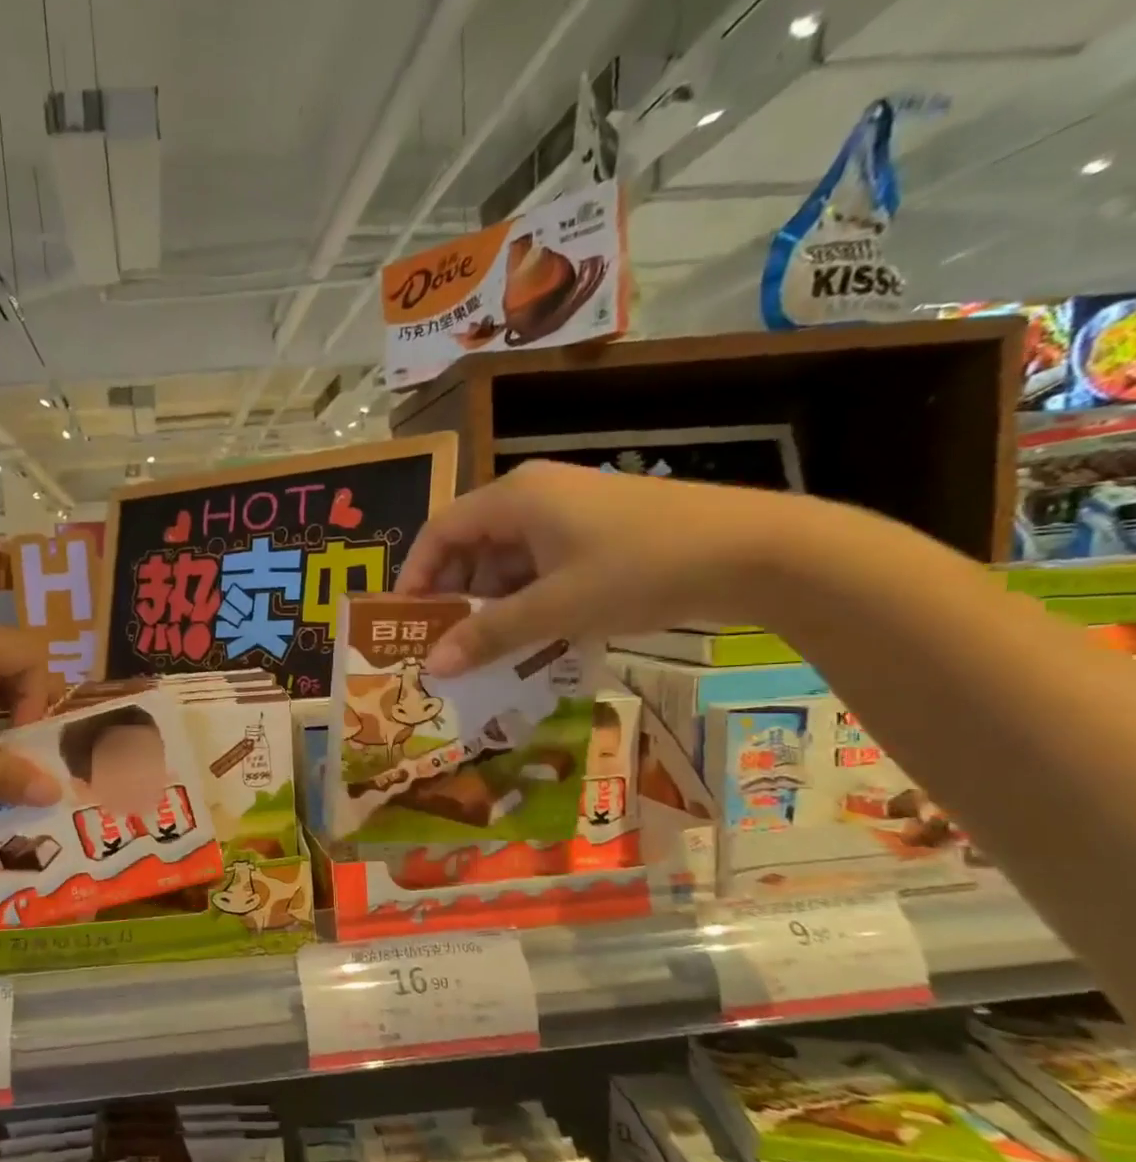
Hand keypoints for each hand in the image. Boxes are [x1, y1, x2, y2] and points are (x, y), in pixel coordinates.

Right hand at [397, 461, 810, 673]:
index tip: (406, 622)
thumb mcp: (554, 608)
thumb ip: (488, 635)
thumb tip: (432, 666)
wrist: (757, 551)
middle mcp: (534, 495)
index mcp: (514, 498)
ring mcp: (569, 511)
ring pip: (507, 559)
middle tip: (446, 644)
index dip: (416, 576)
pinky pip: (540, 565)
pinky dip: (528, 599)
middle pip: (470, 545)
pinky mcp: (597, 531)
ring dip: (492, 603)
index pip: (439, 530)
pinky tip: (534, 636)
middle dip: (455, 596)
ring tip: (489, 650)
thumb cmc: (639, 569)